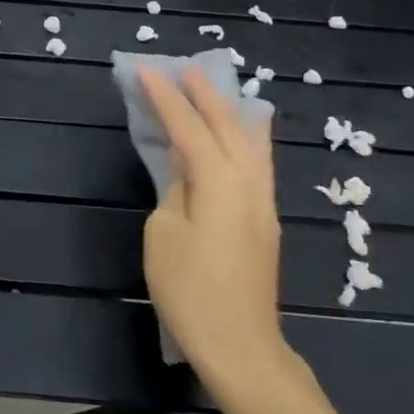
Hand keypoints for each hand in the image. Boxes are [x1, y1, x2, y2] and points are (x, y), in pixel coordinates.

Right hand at [140, 66, 286, 384]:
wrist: (240, 344)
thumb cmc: (191, 291)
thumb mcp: (165, 235)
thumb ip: (175, 191)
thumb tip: (186, 171)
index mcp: (218, 182)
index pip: (189, 129)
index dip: (167, 99)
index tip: (147, 71)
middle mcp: (248, 182)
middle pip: (227, 126)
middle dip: (205, 96)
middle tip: (186, 69)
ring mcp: (262, 201)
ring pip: (251, 141)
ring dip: (230, 112)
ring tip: (215, 92)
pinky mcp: (266, 219)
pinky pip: (258, 161)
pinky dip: (246, 137)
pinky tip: (243, 134)